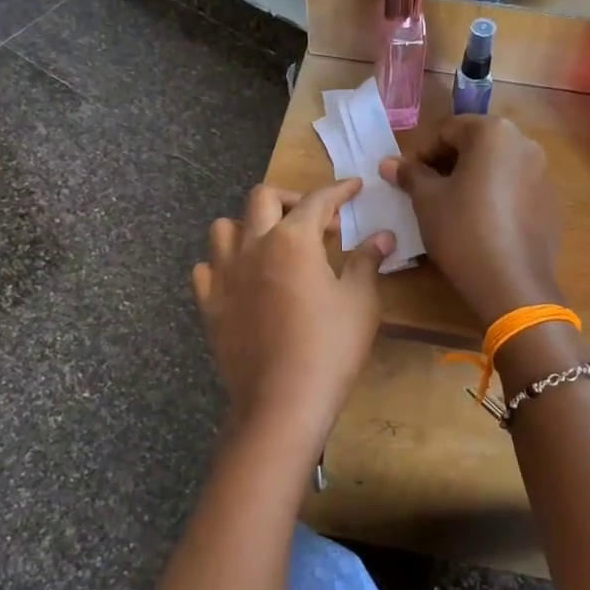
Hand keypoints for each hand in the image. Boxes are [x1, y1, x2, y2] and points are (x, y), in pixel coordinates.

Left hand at [192, 181, 392, 463]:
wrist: (282, 402)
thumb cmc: (330, 348)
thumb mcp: (361, 302)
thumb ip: (367, 261)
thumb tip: (382, 236)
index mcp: (293, 240)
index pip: (318, 200)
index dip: (339, 190)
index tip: (353, 187)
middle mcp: (253, 246)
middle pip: (263, 197)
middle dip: (292, 198)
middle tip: (316, 221)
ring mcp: (224, 275)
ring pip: (224, 227)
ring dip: (249, 225)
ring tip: (272, 244)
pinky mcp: (209, 305)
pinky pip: (206, 269)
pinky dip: (223, 264)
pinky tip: (242, 278)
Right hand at [380, 117, 562, 327]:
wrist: (512, 283)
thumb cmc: (462, 231)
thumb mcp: (427, 200)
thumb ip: (410, 174)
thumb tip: (389, 163)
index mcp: (494, 132)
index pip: (447, 130)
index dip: (422, 153)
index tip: (407, 178)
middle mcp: (525, 143)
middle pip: (476, 144)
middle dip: (448, 163)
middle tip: (427, 191)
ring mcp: (543, 173)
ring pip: (497, 166)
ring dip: (472, 178)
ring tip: (452, 208)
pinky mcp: (551, 202)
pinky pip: (516, 188)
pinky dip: (496, 196)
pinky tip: (482, 225)